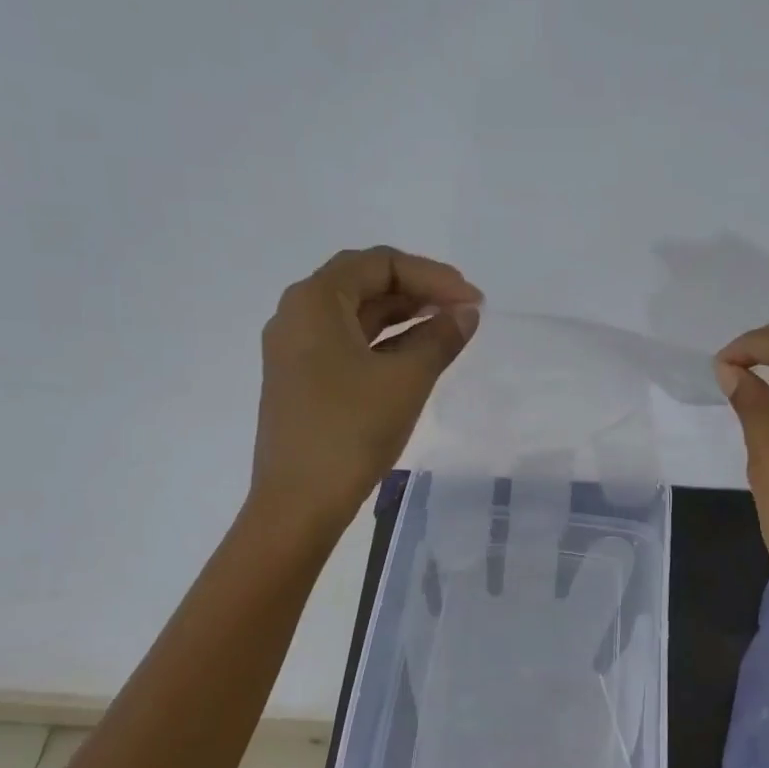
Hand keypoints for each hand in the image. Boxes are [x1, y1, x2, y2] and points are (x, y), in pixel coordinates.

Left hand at [250, 246, 481, 536]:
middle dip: (419, 292)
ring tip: (449, 328)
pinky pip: (348, 345)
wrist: (298, 503)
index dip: (432, 276)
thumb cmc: (350, 431)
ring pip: (357, 316)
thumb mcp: (406, 380)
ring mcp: (296, 350)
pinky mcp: (302, 380)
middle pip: (365, 284)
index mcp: (314, 301)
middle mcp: (298, 315)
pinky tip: (418, 355)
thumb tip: (467, 314)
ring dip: (404, 317)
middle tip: (465, 310)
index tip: (472, 301)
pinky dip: (385, 344)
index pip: (380, 264)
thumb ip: (440, 339)